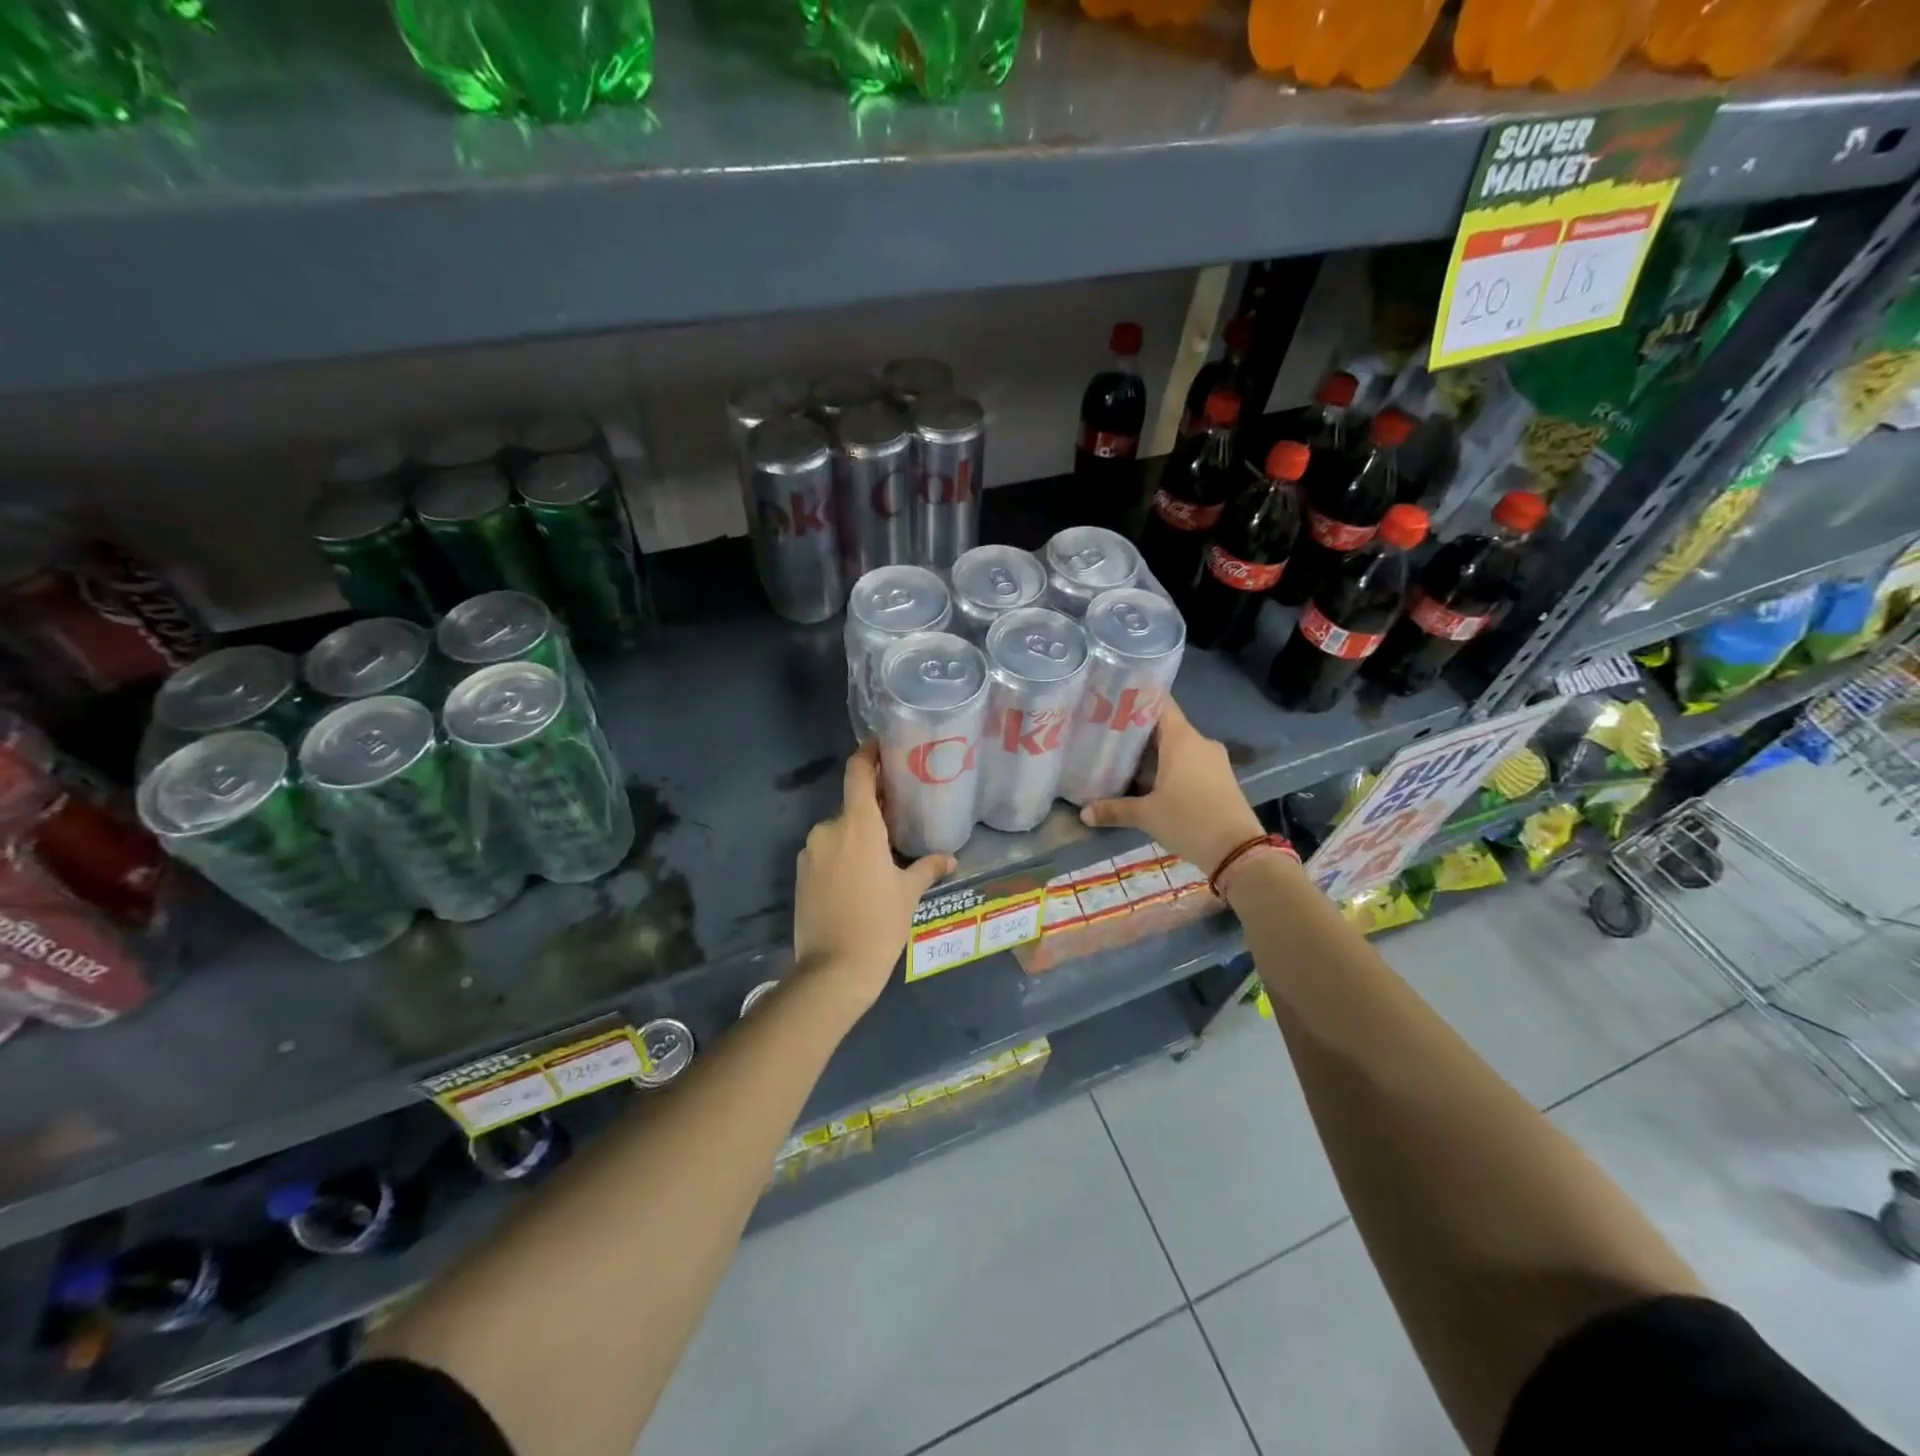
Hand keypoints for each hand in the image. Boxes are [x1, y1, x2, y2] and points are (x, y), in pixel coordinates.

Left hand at [793, 742, 954, 1013]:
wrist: (833, 970)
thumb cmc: (879, 924)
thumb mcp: (908, 894)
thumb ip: (927, 868)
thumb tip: (950, 859)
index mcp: (858, 826)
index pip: (858, 773)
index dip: (868, 753)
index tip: (881, 746)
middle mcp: (829, 830)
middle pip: (853, 807)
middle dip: (874, 811)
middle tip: (899, 819)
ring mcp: (810, 852)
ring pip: (839, 833)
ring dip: (858, 837)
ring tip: (881, 859)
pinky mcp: (800, 874)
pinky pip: (825, 853)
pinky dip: (842, 857)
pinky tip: (858, 881)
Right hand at [1078, 698, 1263, 876]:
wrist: (1238, 852)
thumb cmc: (1189, 821)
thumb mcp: (1147, 816)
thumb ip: (1114, 810)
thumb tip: (1083, 813)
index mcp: (1182, 739)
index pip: (1160, 703)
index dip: (1137, 699)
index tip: (1112, 701)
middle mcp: (1199, 742)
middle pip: (1165, 726)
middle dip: (1137, 731)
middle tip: (1106, 735)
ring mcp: (1213, 760)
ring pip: (1177, 746)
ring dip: (1153, 752)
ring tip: (1122, 759)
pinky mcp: (1220, 777)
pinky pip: (1189, 762)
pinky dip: (1169, 766)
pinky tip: (1148, 780)